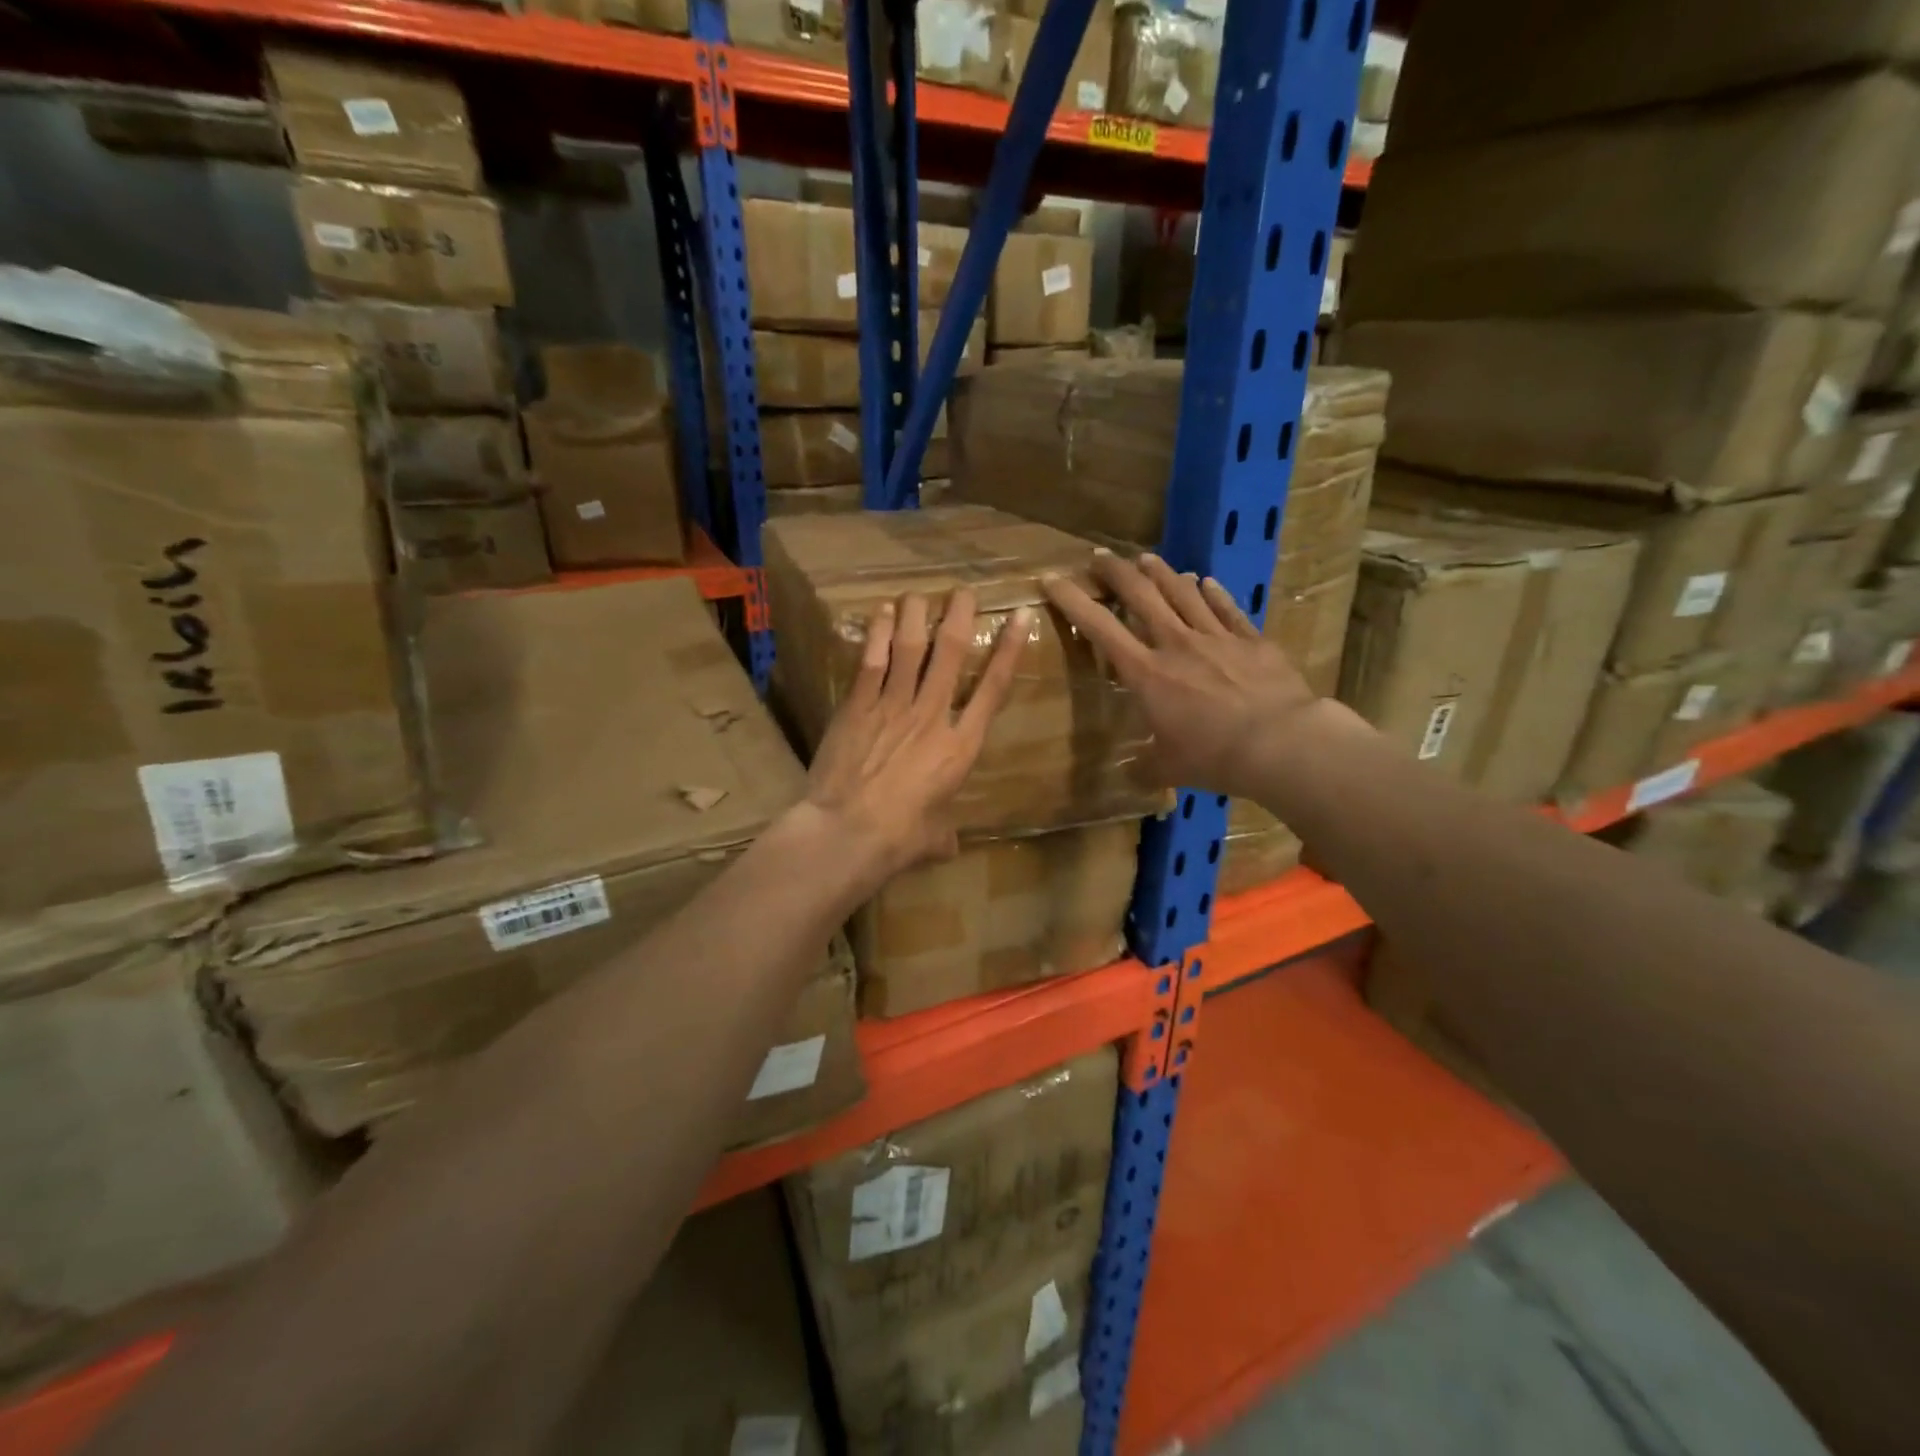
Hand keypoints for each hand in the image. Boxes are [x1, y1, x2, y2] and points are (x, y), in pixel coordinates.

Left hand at [800, 588, 1032, 883]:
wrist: (849, 831)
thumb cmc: (900, 839)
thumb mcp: (935, 838)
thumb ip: (945, 832)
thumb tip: (949, 845)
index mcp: (960, 746)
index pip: (993, 688)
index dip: (1008, 650)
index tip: (1017, 616)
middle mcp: (932, 715)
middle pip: (950, 653)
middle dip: (959, 616)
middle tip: (962, 591)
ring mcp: (893, 706)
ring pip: (909, 647)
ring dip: (916, 614)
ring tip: (919, 594)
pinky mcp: (858, 706)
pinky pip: (872, 661)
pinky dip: (877, 633)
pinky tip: (880, 612)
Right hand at [1042, 550, 1328, 799]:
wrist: (1281, 743)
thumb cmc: (1214, 757)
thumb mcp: (1169, 768)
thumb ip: (1146, 765)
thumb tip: (1130, 773)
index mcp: (1147, 673)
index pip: (1100, 627)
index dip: (1072, 600)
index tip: (1052, 579)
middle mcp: (1176, 644)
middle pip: (1141, 594)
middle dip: (1115, 571)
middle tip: (1099, 556)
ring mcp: (1216, 637)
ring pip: (1183, 592)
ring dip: (1162, 572)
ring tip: (1147, 558)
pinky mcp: (1251, 639)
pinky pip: (1227, 608)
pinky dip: (1213, 592)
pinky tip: (1205, 581)